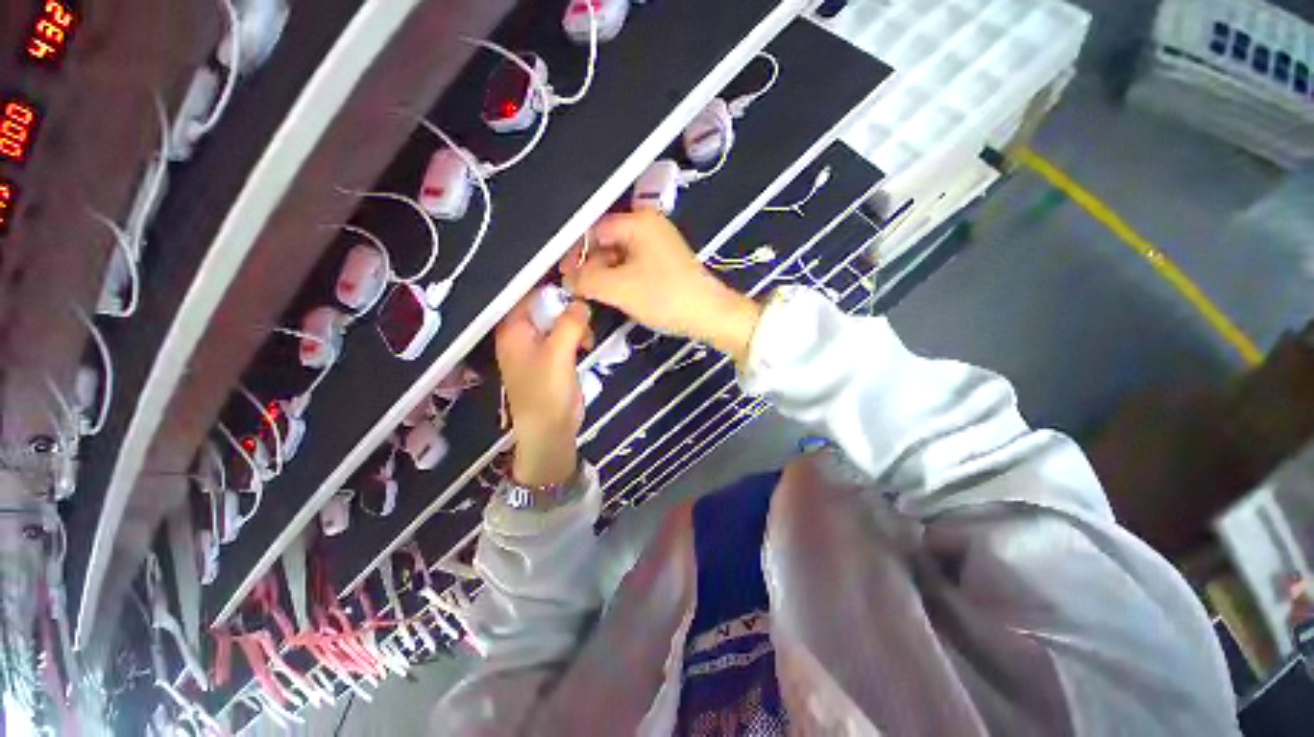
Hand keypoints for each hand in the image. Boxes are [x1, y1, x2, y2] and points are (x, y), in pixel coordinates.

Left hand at [496, 292, 592, 486]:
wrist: (550, 430)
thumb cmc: (547, 391)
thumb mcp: (558, 353)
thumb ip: (570, 323)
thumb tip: (581, 302)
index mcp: (513, 330)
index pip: (529, 295)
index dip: (552, 286)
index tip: (578, 283)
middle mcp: (521, 335)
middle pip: (545, 307)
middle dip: (568, 309)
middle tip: (586, 317)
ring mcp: (537, 348)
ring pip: (558, 322)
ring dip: (575, 326)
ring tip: (587, 339)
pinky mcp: (551, 359)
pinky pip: (564, 338)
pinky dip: (576, 339)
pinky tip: (586, 347)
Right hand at [560, 211, 761, 363]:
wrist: (708, 315)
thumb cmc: (665, 296)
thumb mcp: (619, 288)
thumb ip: (586, 280)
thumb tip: (567, 279)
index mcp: (638, 221)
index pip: (593, 228)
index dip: (574, 251)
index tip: (564, 274)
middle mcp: (648, 226)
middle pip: (606, 241)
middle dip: (591, 265)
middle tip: (580, 289)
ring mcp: (658, 245)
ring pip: (619, 256)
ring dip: (605, 275)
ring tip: (597, 295)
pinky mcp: (663, 263)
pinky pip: (633, 266)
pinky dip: (621, 279)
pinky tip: (617, 295)